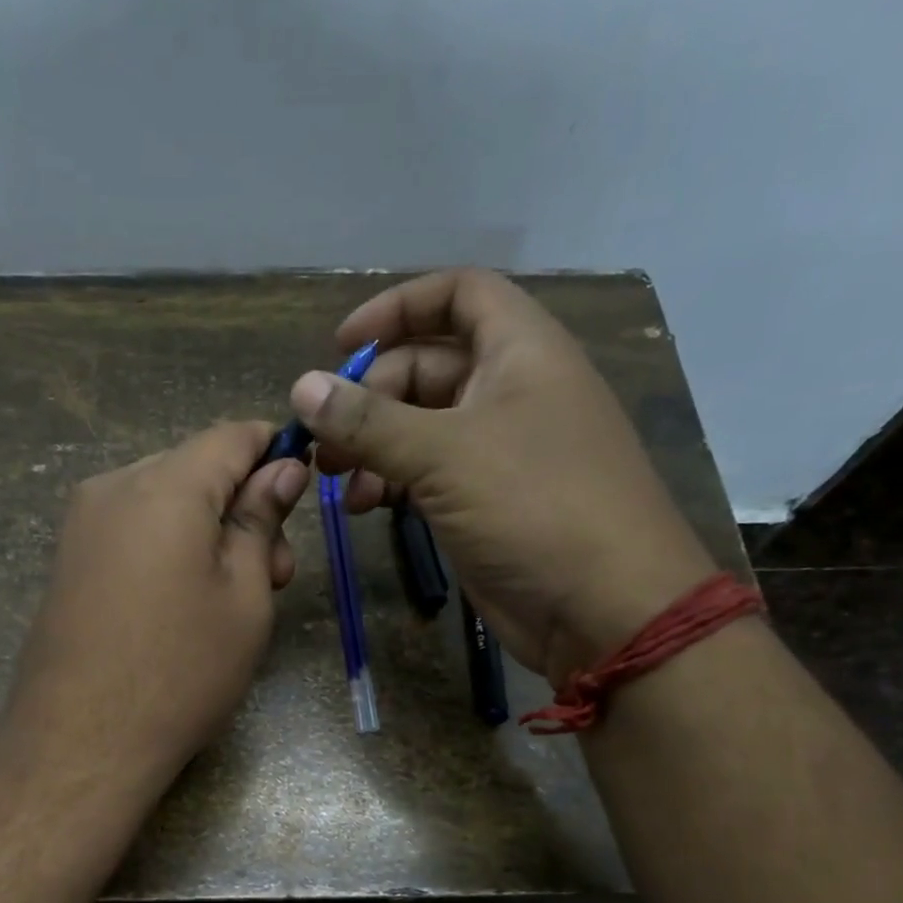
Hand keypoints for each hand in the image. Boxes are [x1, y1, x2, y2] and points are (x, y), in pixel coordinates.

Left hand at [5, 420, 308, 786]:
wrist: (80, 741)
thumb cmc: (181, 670)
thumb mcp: (244, 596)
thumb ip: (260, 521)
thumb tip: (281, 469)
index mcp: (165, 485)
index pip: (232, 436)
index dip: (275, 452)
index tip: (303, 490)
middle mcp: (113, 487)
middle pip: (194, 468)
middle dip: (242, 505)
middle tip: (275, 573)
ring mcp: (81, 523)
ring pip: (163, 500)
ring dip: (207, 530)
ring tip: (231, 596)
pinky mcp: (68, 559)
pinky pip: (132, 529)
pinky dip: (169, 547)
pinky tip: (183, 601)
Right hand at [290, 268, 716, 676]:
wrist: (601, 607)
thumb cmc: (533, 506)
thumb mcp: (444, 454)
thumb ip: (368, 420)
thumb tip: (301, 388)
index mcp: (520, 351)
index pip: (458, 295)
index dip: (398, 307)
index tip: (341, 346)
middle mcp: (511, 391)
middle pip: (426, 367)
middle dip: (369, 398)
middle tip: (325, 440)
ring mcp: (498, 450)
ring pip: (421, 427)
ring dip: (373, 446)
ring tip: (336, 480)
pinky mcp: (485, 502)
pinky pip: (428, 474)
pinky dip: (393, 482)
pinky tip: (365, 507)